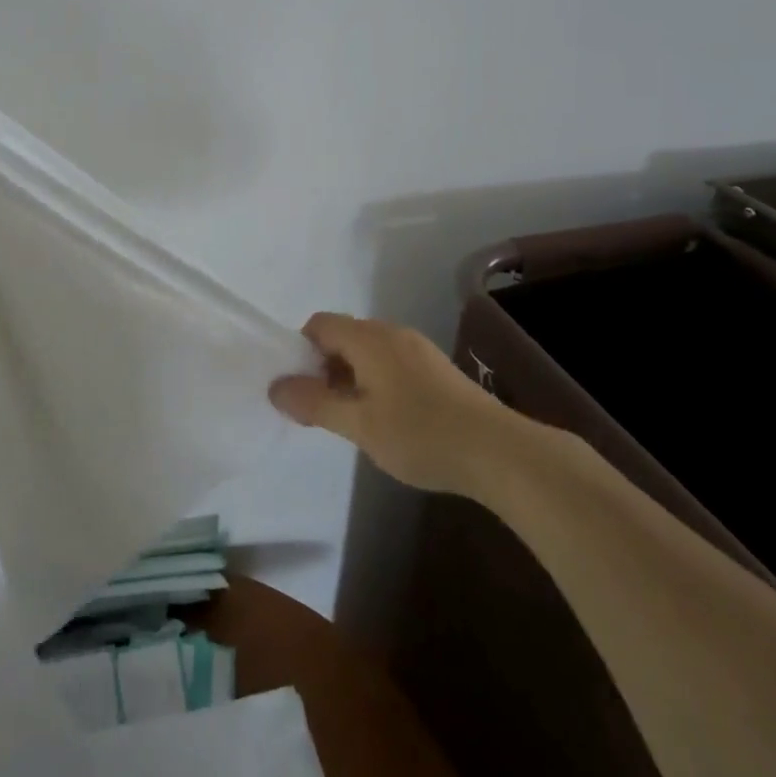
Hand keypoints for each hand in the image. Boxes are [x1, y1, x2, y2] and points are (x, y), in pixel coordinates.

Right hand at [268, 313, 519, 492]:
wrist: (499, 452)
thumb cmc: (420, 434)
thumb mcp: (358, 424)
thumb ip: (314, 403)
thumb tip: (275, 387)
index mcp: (368, 338)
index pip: (319, 324)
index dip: (301, 351)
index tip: (300, 389)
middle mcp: (391, 333)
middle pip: (343, 336)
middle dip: (324, 367)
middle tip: (322, 409)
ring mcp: (418, 349)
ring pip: (368, 352)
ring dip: (350, 377)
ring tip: (353, 420)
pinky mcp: (437, 369)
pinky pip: (391, 363)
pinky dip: (376, 382)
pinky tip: (388, 421)